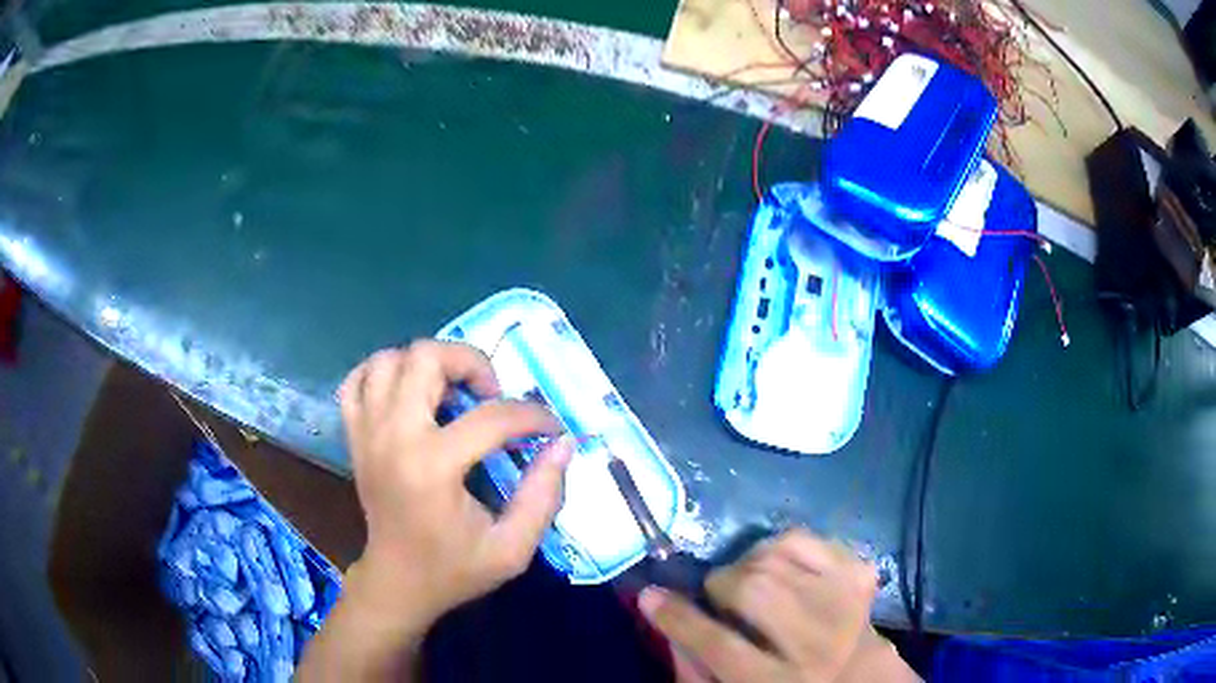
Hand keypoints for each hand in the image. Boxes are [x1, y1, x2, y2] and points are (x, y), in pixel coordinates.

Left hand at [338, 340, 572, 634]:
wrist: (397, 583)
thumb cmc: (454, 570)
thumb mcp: (513, 549)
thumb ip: (543, 496)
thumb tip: (562, 443)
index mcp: (433, 467)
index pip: (492, 416)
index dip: (533, 416)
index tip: (550, 428)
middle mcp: (394, 436)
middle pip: (426, 358)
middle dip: (471, 363)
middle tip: (491, 395)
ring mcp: (367, 432)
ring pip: (390, 359)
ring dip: (427, 365)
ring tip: (450, 393)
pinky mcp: (354, 436)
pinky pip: (357, 381)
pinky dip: (382, 374)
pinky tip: (407, 393)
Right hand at [639, 530, 918, 682]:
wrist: (859, 676)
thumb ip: (695, 668)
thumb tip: (664, 616)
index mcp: (779, 681)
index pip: (719, 645)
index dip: (677, 618)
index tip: (649, 595)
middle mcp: (817, 641)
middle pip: (755, 590)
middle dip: (722, 584)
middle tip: (718, 594)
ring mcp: (845, 602)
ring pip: (778, 556)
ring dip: (750, 563)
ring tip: (749, 581)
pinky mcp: (860, 573)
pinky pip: (807, 537)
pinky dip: (782, 546)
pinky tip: (780, 568)